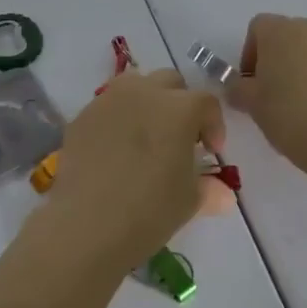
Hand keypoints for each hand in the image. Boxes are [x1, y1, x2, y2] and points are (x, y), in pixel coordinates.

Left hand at [41, 69, 230, 273]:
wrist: (86, 225)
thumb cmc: (149, 211)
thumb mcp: (188, 202)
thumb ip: (209, 189)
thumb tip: (223, 194)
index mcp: (179, 108)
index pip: (206, 102)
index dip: (213, 125)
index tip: (211, 151)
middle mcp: (144, 93)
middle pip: (170, 82)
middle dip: (180, 104)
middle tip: (179, 137)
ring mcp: (109, 100)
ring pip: (135, 85)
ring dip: (147, 102)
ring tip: (145, 136)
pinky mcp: (82, 116)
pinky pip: (107, 107)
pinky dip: (117, 119)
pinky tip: (114, 151)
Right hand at [227, 14, 306, 163]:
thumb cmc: (287, 113)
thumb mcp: (250, 103)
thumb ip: (237, 88)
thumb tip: (237, 87)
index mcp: (280, 31)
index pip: (258, 27)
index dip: (251, 52)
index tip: (252, 81)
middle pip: (291, 36)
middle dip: (282, 59)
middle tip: (277, 93)